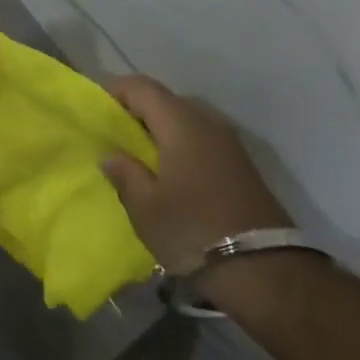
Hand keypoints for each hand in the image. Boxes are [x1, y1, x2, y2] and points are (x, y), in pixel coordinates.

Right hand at [100, 76, 291, 274]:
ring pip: (184, 120)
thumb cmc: (193, 231)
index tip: (94, 112)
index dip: (114, 92)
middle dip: (136, 112)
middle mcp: (207, 121)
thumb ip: (124, 174)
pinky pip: (201, 139)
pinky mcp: (241, 164)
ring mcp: (229, 142)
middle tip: (113, 137)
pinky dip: (179, 145)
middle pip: (164, 100)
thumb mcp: (145, 207)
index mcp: (180, 123)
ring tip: (138, 157)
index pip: (141, 87)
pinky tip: (168, 173)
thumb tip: (112, 156)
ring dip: (159, 131)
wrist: (265, 272)